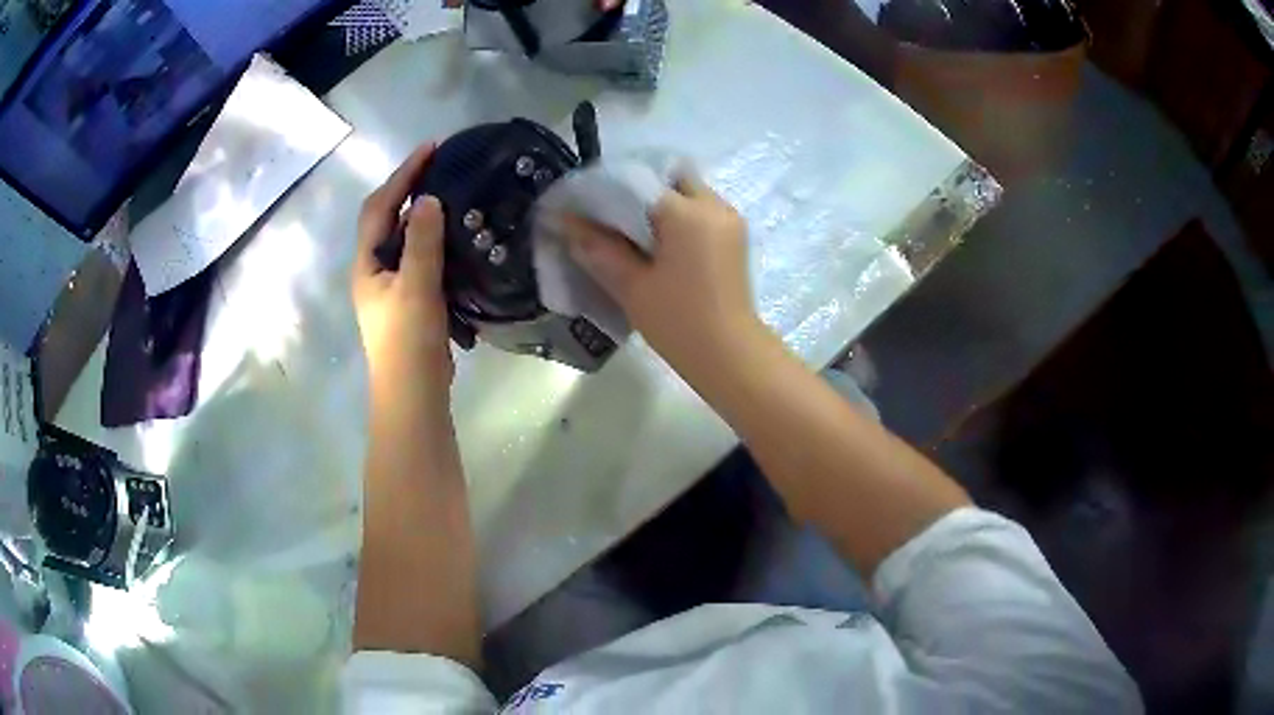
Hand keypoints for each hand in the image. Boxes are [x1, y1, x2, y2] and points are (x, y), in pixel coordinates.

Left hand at [352, 144, 452, 394]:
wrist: (413, 396)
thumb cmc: (408, 342)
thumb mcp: (416, 287)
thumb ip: (421, 241)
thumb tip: (427, 198)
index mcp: (367, 264)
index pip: (379, 206)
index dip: (402, 175)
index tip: (431, 148)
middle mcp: (373, 270)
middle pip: (386, 218)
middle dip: (409, 187)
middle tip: (441, 166)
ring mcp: (390, 287)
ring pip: (403, 238)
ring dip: (422, 212)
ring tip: (451, 192)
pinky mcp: (409, 300)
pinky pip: (419, 257)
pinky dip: (434, 239)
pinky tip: (455, 236)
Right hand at [563, 169, 762, 378]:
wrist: (730, 356)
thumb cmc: (678, 321)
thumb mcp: (631, 285)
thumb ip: (598, 247)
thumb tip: (566, 221)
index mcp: (688, 213)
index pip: (641, 182)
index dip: (611, 190)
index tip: (588, 207)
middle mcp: (714, 206)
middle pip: (672, 178)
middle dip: (642, 190)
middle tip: (615, 217)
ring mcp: (730, 221)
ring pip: (690, 193)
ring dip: (663, 205)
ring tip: (634, 233)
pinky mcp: (736, 238)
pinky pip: (703, 212)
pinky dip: (681, 218)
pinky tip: (661, 245)